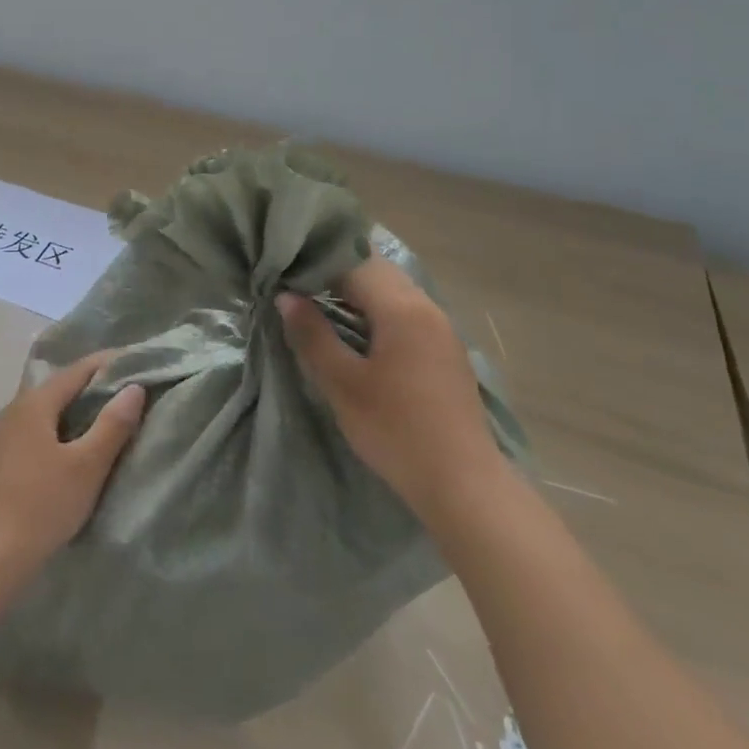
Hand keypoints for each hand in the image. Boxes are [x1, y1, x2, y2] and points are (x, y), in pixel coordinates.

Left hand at [0, 352, 146, 576]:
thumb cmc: (41, 504)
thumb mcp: (86, 465)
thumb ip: (112, 425)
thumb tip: (134, 387)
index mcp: (36, 402)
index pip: (79, 369)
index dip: (110, 363)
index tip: (140, 363)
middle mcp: (18, 409)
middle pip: (63, 386)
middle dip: (96, 384)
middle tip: (132, 389)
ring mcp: (8, 435)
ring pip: (51, 409)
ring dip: (80, 408)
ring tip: (113, 415)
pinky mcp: (6, 460)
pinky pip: (43, 429)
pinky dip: (66, 428)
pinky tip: (80, 445)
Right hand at [277, 258, 510, 531]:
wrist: (463, 486)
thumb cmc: (396, 430)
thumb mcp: (342, 384)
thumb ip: (312, 335)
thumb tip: (286, 297)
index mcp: (402, 308)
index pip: (353, 263)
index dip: (316, 264)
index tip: (285, 275)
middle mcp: (426, 307)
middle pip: (376, 270)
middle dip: (336, 272)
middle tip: (298, 287)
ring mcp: (441, 329)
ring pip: (393, 290)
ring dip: (358, 292)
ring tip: (320, 307)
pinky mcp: (446, 350)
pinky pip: (406, 311)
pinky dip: (377, 310)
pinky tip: (357, 333)